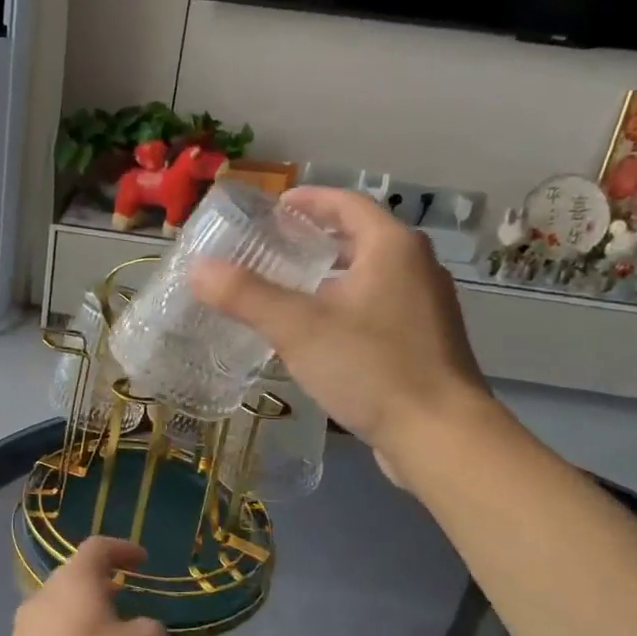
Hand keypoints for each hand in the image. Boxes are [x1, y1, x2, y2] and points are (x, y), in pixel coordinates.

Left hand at [0, 537, 166, 635]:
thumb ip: (149, 627)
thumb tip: (136, 628)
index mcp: (73, 582)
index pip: (97, 548)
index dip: (122, 549)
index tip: (142, 561)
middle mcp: (41, 597)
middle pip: (72, 579)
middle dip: (100, 585)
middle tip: (124, 597)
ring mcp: (21, 631)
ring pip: (57, 611)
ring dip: (82, 616)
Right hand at [188, 186, 495, 482]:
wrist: (439, 435)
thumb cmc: (370, 367)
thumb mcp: (298, 328)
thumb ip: (246, 295)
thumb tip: (197, 268)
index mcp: (392, 247)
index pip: (347, 203)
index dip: (310, 201)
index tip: (275, 208)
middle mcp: (416, 267)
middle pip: (360, 238)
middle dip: (317, 240)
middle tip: (273, 249)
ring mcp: (425, 307)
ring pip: (370, 275)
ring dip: (331, 275)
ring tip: (288, 290)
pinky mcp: (424, 342)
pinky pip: (377, 307)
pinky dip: (346, 305)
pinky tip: (319, 334)